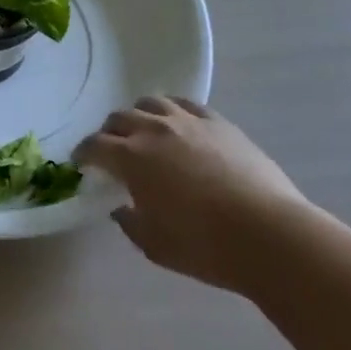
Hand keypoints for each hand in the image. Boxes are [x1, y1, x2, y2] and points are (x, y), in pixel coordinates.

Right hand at [77, 96, 308, 292]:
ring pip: (152, 104)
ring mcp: (188, 122)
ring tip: (145, 132)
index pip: (95, 145)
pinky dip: (174, 111)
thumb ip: (130, 222)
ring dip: (140, 116)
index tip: (81, 162)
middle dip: (109, 133)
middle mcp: (154, 130)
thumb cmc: (205, 245)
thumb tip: (121, 207)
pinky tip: (179, 125)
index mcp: (131, 158)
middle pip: (120, 118)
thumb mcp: (154, 244)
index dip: (83, 153)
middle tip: (111, 150)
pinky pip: (187, 105)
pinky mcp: (219, 123)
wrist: (269, 235)